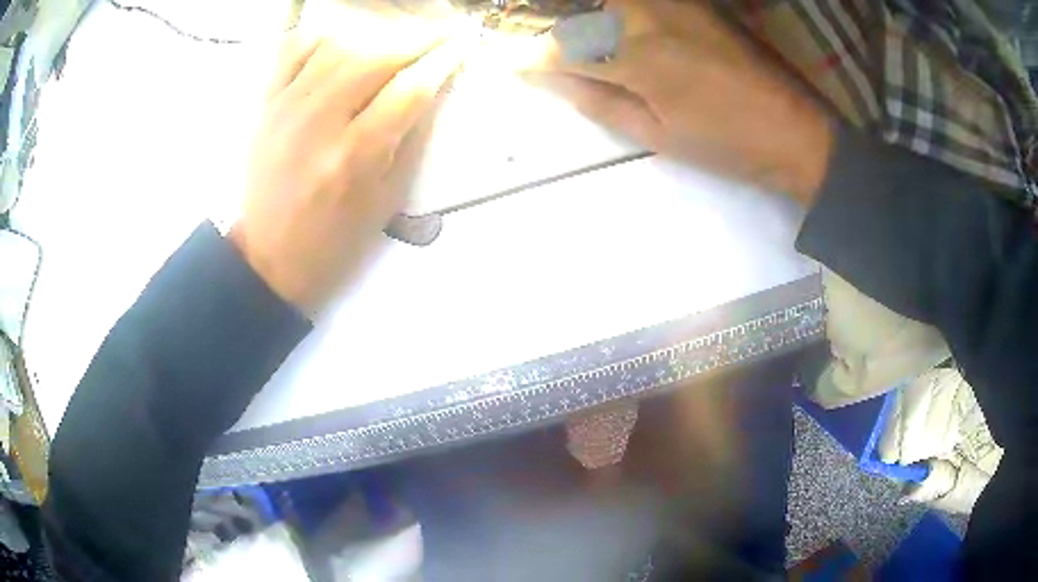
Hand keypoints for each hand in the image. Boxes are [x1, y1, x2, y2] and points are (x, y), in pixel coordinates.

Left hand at [230, 28, 470, 316]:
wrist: (269, 255)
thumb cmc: (335, 238)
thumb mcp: (387, 199)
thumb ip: (409, 138)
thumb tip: (431, 87)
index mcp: (355, 156)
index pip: (409, 89)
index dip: (442, 61)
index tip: (463, 43)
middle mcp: (319, 123)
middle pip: (375, 58)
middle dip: (417, 39)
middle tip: (441, 33)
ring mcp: (287, 108)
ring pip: (337, 47)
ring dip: (376, 37)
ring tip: (396, 41)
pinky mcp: (266, 106)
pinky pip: (293, 52)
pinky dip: (323, 38)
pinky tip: (343, 43)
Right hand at [520, 0, 832, 202]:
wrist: (797, 129)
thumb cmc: (726, 143)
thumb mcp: (652, 133)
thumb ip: (590, 96)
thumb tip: (538, 73)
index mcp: (633, 54)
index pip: (554, 45)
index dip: (522, 53)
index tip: (499, 59)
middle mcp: (643, 12)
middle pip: (570, 7)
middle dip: (532, 18)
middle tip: (514, 36)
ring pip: (600, 1)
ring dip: (569, 13)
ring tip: (557, 31)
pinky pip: (630, 0)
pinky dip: (607, 9)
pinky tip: (599, 23)